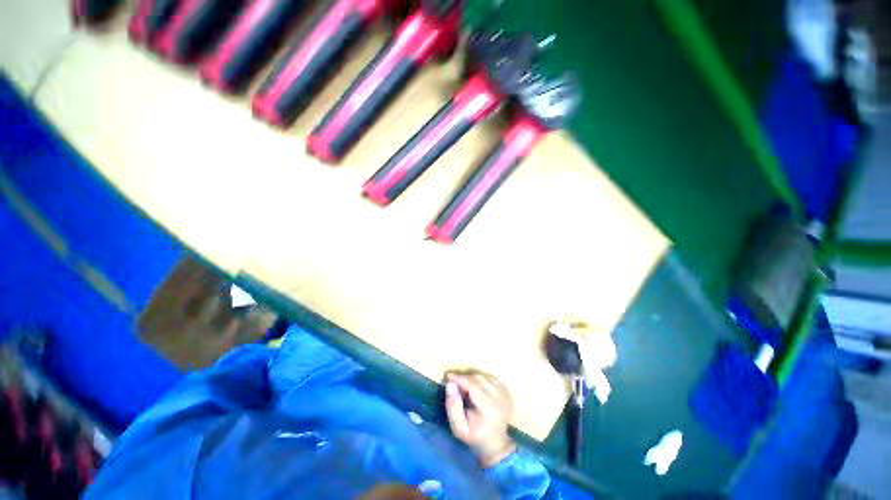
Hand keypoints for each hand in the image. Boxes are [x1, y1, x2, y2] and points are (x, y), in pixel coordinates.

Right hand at [444, 371, 516, 466]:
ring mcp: (506, 394)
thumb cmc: (475, 436)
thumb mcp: (458, 428)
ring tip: (464, 386)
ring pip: (485, 376)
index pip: (474, 386)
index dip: (460, 378)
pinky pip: (491, 377)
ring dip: (472, 377)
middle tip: (454, 382)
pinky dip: (481, 378)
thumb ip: (452, 407)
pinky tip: (475, 386)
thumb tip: (450, 384)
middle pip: (479, 379)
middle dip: (465, 377)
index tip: (448, 376)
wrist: (495, 443)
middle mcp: (500, 399)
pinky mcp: (507, 391)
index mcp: (490, 409)